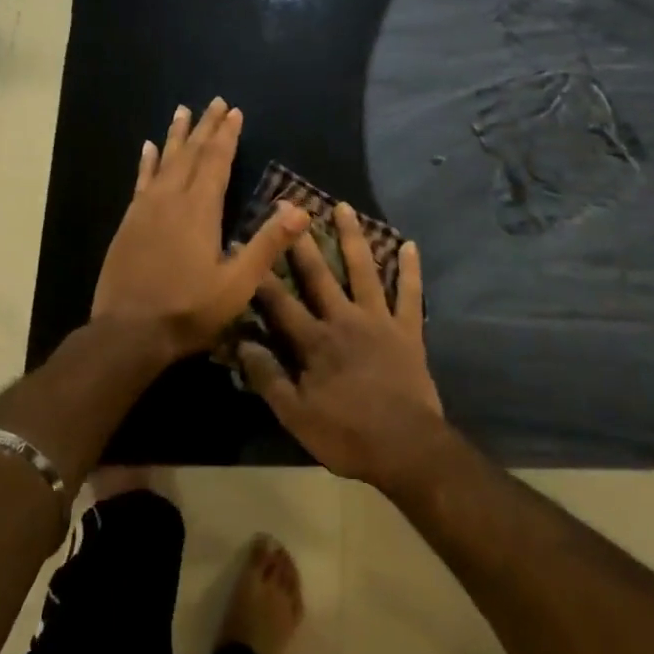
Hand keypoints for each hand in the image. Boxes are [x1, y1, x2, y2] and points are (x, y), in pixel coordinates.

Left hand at [92, 98, 308, 355]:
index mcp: (200, 210)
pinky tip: (148, 148)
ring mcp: (146, 209)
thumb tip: (300, 210)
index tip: (234, 112)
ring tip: (183, 110)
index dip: (227, 136)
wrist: (129, 333)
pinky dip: (148, 161)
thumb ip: (267, 245)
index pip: (217, 162)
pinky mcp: (129, 222)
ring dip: (176, 135)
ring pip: (165, 161)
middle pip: (191, 153)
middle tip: (215, 102)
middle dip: (205, 127)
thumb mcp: (237, 284)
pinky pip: (141, 180)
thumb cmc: (188, 310)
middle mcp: (171, 200)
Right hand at [239, 203, 445, 488]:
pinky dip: (411, 270)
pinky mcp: (408, 330)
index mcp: (315, 342)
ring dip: (353, 238)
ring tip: (343, 207)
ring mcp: (379, 321)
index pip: (279, 302)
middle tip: (290, 206)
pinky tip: (411, 244)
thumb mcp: (297, 416)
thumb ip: (269, 378)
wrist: (407, 447)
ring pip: (364, 270)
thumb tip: (242, 344)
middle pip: (319, 275)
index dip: (259, 275)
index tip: (243, 244)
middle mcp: (344, 320)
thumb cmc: (347, 435)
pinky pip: (410, 294)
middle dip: (301, 242)